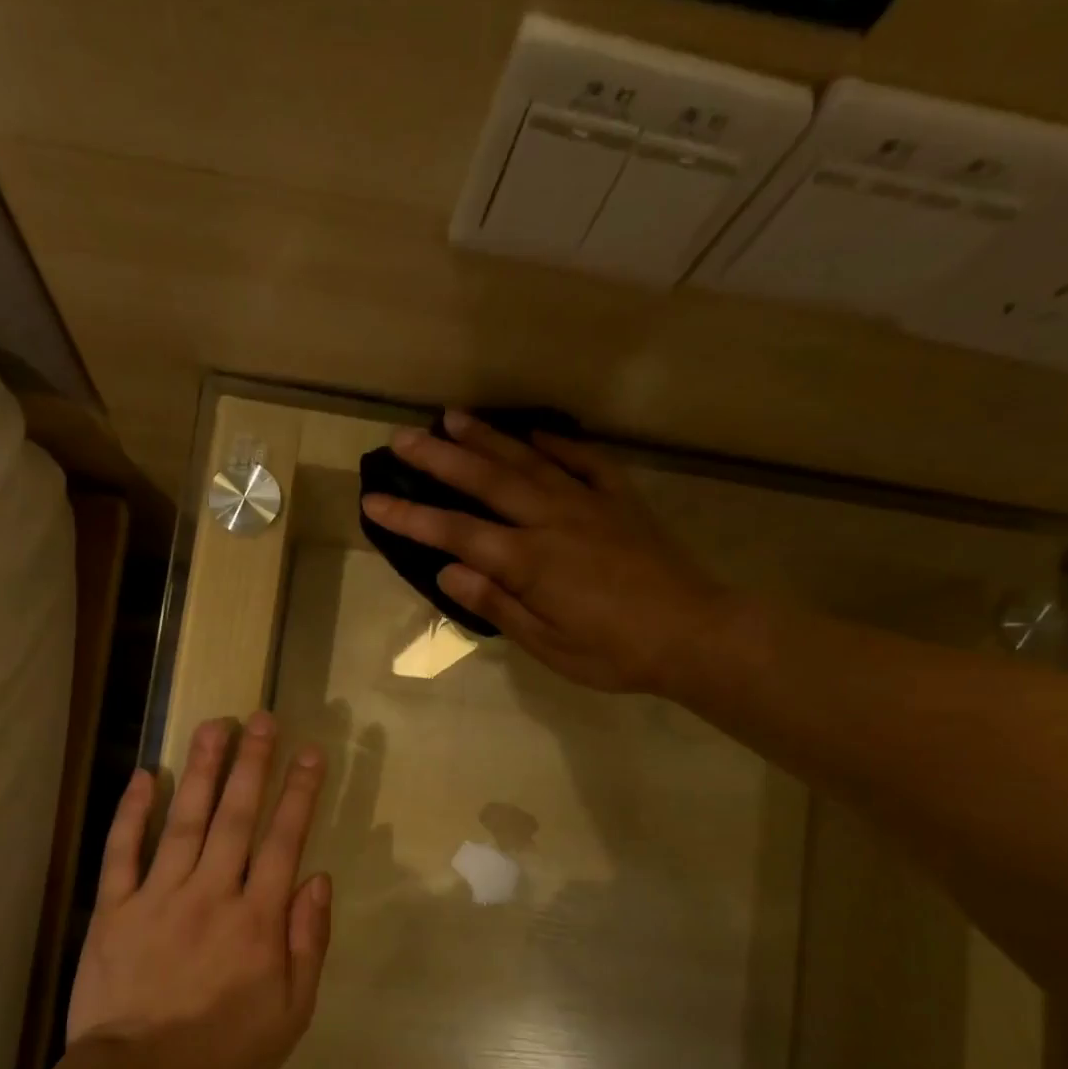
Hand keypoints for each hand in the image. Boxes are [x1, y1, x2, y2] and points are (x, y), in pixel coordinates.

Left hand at [66, 713, 330, 1068]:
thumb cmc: (224, 1052)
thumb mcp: (291, 1012)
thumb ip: (308, 943)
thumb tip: (319, 880)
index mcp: (257, 918)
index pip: (284, 840)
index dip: (299, 793)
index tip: (310, 753)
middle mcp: (211, 893)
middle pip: (236, 816)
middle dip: (253, 764)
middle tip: (262, 718)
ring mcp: (159, 896)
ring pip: (185, 821)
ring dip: (202, 770)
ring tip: (215, 725)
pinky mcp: (115, 909)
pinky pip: (123, 852)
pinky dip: (133, 812)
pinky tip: (145, 776)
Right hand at [360, 410, 727, 696]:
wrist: (694, 634)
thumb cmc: (615, 652)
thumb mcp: (548, 644)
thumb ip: (497, 604)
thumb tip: (448, 572)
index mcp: (529, 561)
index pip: (455, 532)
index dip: (410, 516)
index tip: (373, 499)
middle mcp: (551, 520)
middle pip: (485, 480)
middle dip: (439, 458)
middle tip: (402, 437)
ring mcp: (588, 502)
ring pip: (527, 460)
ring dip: (487, 437)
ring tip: (452, 416)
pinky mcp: (620, 499)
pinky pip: (584, 460)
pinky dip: (556, 441)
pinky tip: (535, 431)